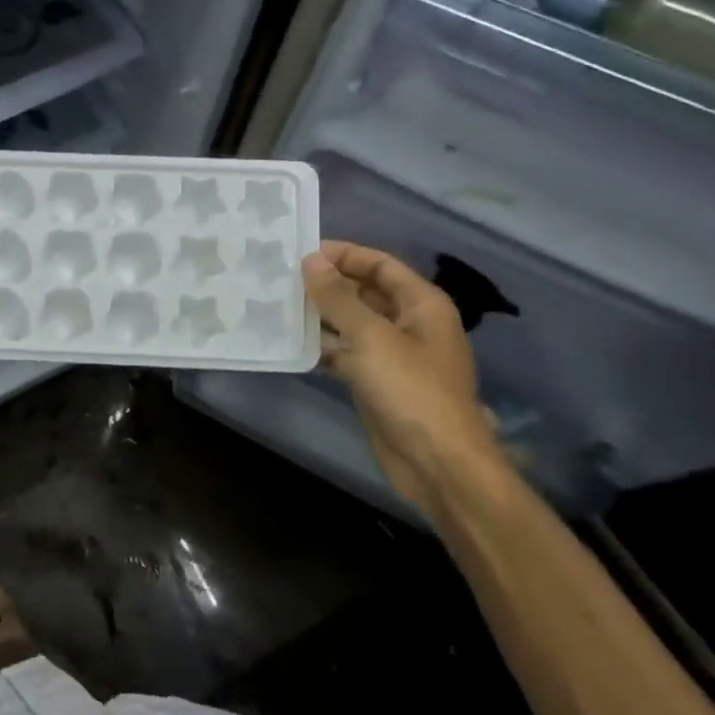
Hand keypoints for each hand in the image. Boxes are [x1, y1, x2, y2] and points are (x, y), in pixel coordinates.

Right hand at [301, 241, 505, 512]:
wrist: (435, 462)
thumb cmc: (410, 389)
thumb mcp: (370, 336)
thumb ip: (338, 297)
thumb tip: (311, 261)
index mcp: (421, 305)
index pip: (380, 265)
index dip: (344, 255)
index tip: (302, 252)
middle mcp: (410, 324)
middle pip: (366, 292)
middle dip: (328, 284)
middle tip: (283, 278)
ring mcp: (394, 355)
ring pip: (353, 324)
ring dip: (321, 316)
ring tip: (278, 305)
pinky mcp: (377, 381)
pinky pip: (346, 353)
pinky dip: (323, 347)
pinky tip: (291, 343)